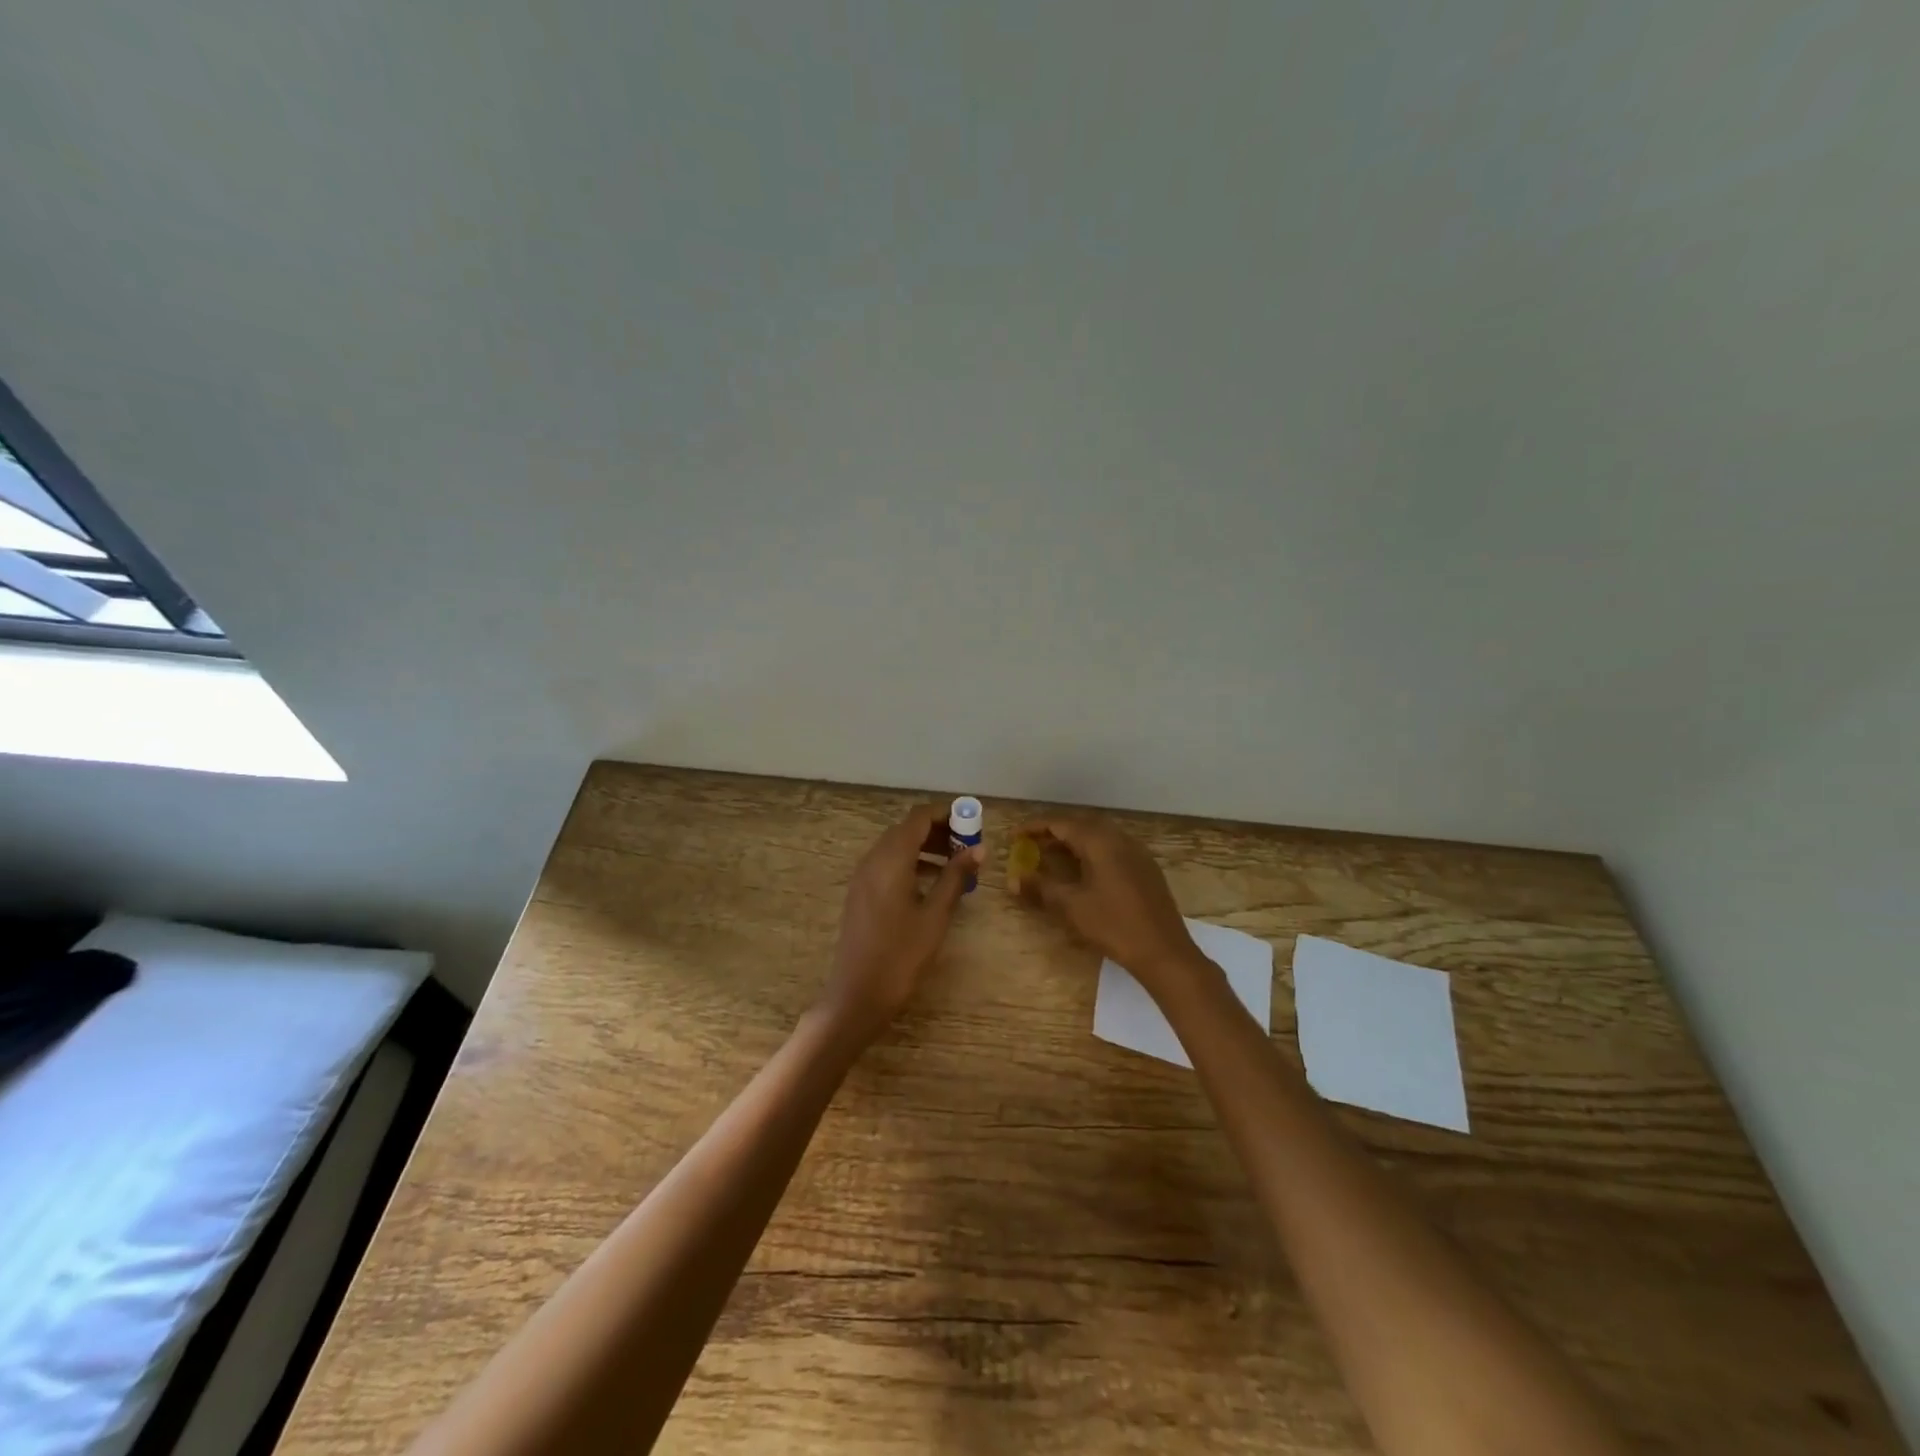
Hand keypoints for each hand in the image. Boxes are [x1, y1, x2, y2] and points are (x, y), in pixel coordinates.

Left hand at [821, 805, 980, 1042]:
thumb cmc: (901, 955)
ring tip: (957, 865)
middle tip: (969, 846)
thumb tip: (978, 849)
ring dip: (926, 847)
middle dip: (939, 830)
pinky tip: (932, 884)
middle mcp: (873, 859)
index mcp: (890, 858)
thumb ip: (955, 877)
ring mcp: (863, 876)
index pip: (919, 817)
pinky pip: (888, 864)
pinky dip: (912, 863)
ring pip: (897, 846)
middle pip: (907, 829)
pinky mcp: (861, 893)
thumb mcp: (935, 915)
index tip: (973, 823)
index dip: (946, 814)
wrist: (858, 995)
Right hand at [1016, 812, 1211, 998]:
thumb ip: (1040, 888)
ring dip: (1073, 841)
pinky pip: (1112, 848)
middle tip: (1031, 842)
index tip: (1013, 835)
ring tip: (1052, 854)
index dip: (1034, 827)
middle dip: (1053, 831)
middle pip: (1081, 825)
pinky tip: (1084, 870)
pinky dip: (1091, 851)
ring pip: (1098, 836)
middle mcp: (1119, 839)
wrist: (1164, 951)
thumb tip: (1014, 880)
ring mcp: (1136, 853)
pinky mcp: (1146, 868)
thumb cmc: (1114, 925)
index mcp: (1100, 842)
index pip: (1060, 824)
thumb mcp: (1071, 907)